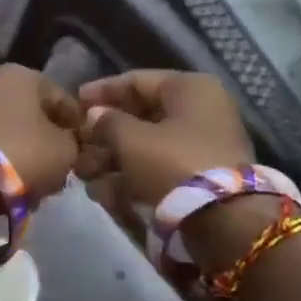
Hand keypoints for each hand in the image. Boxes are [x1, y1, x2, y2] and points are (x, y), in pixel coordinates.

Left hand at [0, 64, 84, 199]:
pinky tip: (11, 178)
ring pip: (10, 126)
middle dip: (47, 136)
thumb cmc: (23, 154)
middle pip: (33, 111)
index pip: (63, 99)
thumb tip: (67, 142)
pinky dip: (2, 155)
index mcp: (24, 74)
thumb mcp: (65, 150)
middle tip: (60, 164)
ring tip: (36, 177)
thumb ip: (73, 142)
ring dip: (24, 147)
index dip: (78, 125)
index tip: (84, 150)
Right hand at [76, 71, 254, 214]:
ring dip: (112, 161)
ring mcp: (201, 146)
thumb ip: (107, 122)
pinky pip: (159, 170)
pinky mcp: (200, 178)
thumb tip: (95, 115)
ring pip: (147, 147)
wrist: (225, 219)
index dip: (102, 91)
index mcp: (189, 89)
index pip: (137, 81)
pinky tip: (103, 194)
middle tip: (76, 148)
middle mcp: (199, 111)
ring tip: (83, 176)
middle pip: (141, 117)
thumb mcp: (132, 139)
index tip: (75, 101)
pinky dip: (131, 179)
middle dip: (104, 135)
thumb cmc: (174, 162)